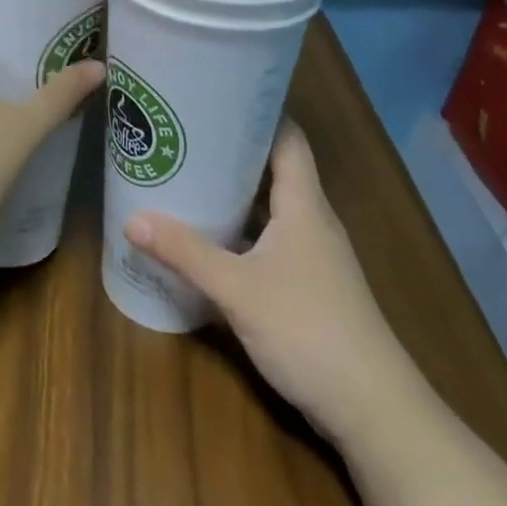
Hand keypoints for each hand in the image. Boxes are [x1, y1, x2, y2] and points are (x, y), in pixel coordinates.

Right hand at [124, 121, 410, 448]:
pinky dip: (241, 231)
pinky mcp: (309, 286)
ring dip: (234, 194)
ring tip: (187, 177)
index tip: (215, 95)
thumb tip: (132, 220)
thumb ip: (185, 253)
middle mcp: (311, 220)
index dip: (256, 112)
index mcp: (303, 203)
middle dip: (231, 151)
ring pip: (271, 207)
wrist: (374, 410)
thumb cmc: (308, 329)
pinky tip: (210, 240)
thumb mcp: (237, 289)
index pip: (286, 137)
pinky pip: (270, 240)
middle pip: (274, 168)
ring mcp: (313, 255)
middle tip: (183, 136)